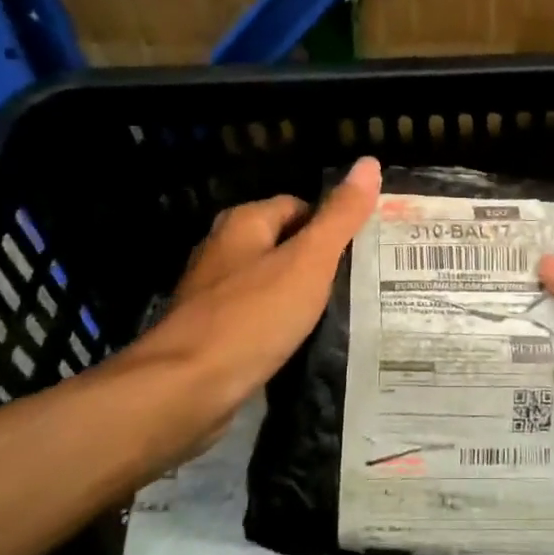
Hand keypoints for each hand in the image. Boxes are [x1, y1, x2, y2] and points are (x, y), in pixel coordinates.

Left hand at [119, 157, 381, 463]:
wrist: (184, 391)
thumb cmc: (252, 317)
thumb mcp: (309, 261)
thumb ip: (340, 216)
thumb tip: (369, 163)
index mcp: (243, 224)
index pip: (300, 207)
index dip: (334, 225)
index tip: (366, 251)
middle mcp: (223, 251)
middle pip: (285, 244)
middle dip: (320, 262)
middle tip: (362, 283)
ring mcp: (213, 295)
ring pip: (272, 283)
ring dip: (301, 296)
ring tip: (343, 313)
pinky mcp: (212, 334)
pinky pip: (259, 318)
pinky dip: (281, 326)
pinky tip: (305, 343)